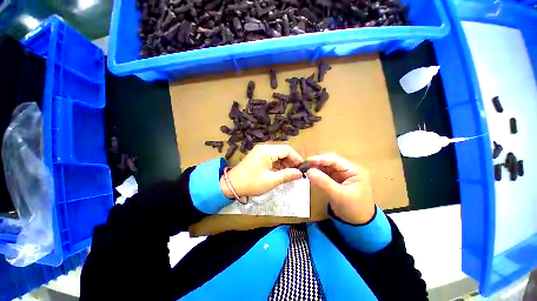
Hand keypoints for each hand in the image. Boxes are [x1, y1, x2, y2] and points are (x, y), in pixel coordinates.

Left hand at [220, 144, 303, 197]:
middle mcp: (264, 147)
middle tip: (297, 172)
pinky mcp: (258, 155)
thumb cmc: (251, 183)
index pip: (287, 149)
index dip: (296, 158)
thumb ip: (287, 175)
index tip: (302, 168)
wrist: (231, 185)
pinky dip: (278, 164)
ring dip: (285, 163)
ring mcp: (260, 151)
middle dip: (291, 161)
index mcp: (267, 151)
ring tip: (290, 174)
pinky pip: (272, 157)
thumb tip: (300, 173)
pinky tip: (281, 172)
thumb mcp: (271, 180)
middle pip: (283, 151)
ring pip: (278, 154)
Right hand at [306, 154, 374, 223]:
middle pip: (331, 162)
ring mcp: (342, 175)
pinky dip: (318, 173)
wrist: (358, 225)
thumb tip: (308, 171)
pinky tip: (311, 173)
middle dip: (318, 162)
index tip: (308, 160)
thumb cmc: (353, 209)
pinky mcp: (337, 181)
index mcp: (354, 171)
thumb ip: (324, 182)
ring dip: (317, 167)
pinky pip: (326, 174)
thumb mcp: (339, 195)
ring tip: (305, 168)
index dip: (321, 159)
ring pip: (327, 167)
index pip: (335, 160)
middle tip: (305, 164)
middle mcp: (348, 170)